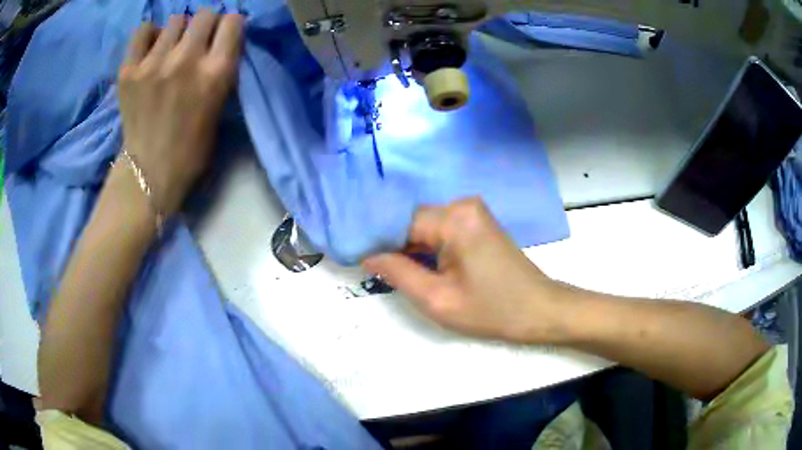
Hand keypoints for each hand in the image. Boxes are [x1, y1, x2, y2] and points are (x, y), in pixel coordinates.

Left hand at [117, 11, 243, 215]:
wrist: (148, 176)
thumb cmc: (190, 151)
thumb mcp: (219, 109)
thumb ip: (221, 71)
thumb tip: (217, 43)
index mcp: (215, 73)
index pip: (233, 21)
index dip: (229, 27)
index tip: (222, 37)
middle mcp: (186, 60)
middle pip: (205, 14)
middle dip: (205, 25)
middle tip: (196, 43)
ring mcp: (153, 64)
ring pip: (175, 20)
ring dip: (177, 33)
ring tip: (169, 51)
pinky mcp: (129, 71)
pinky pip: (143, 31)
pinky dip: (149, 36)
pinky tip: (150, 50)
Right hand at [362, 198, 569, 343]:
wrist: (539, 309)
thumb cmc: (491, 310)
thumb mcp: (437, 300)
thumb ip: (397, 273)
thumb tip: (368, 254)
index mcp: (454, 219)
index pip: (398, 222)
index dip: (376, 241)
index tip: (357, 259)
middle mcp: (462, 204)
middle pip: (412, 222)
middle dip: (394, 246)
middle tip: (376, 273)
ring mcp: (472, 211)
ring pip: (425, 226)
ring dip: (410, 248)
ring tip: (396, 273)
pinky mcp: (478, 221)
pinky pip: (441, 229)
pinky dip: (428, 246)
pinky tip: (422, 266)